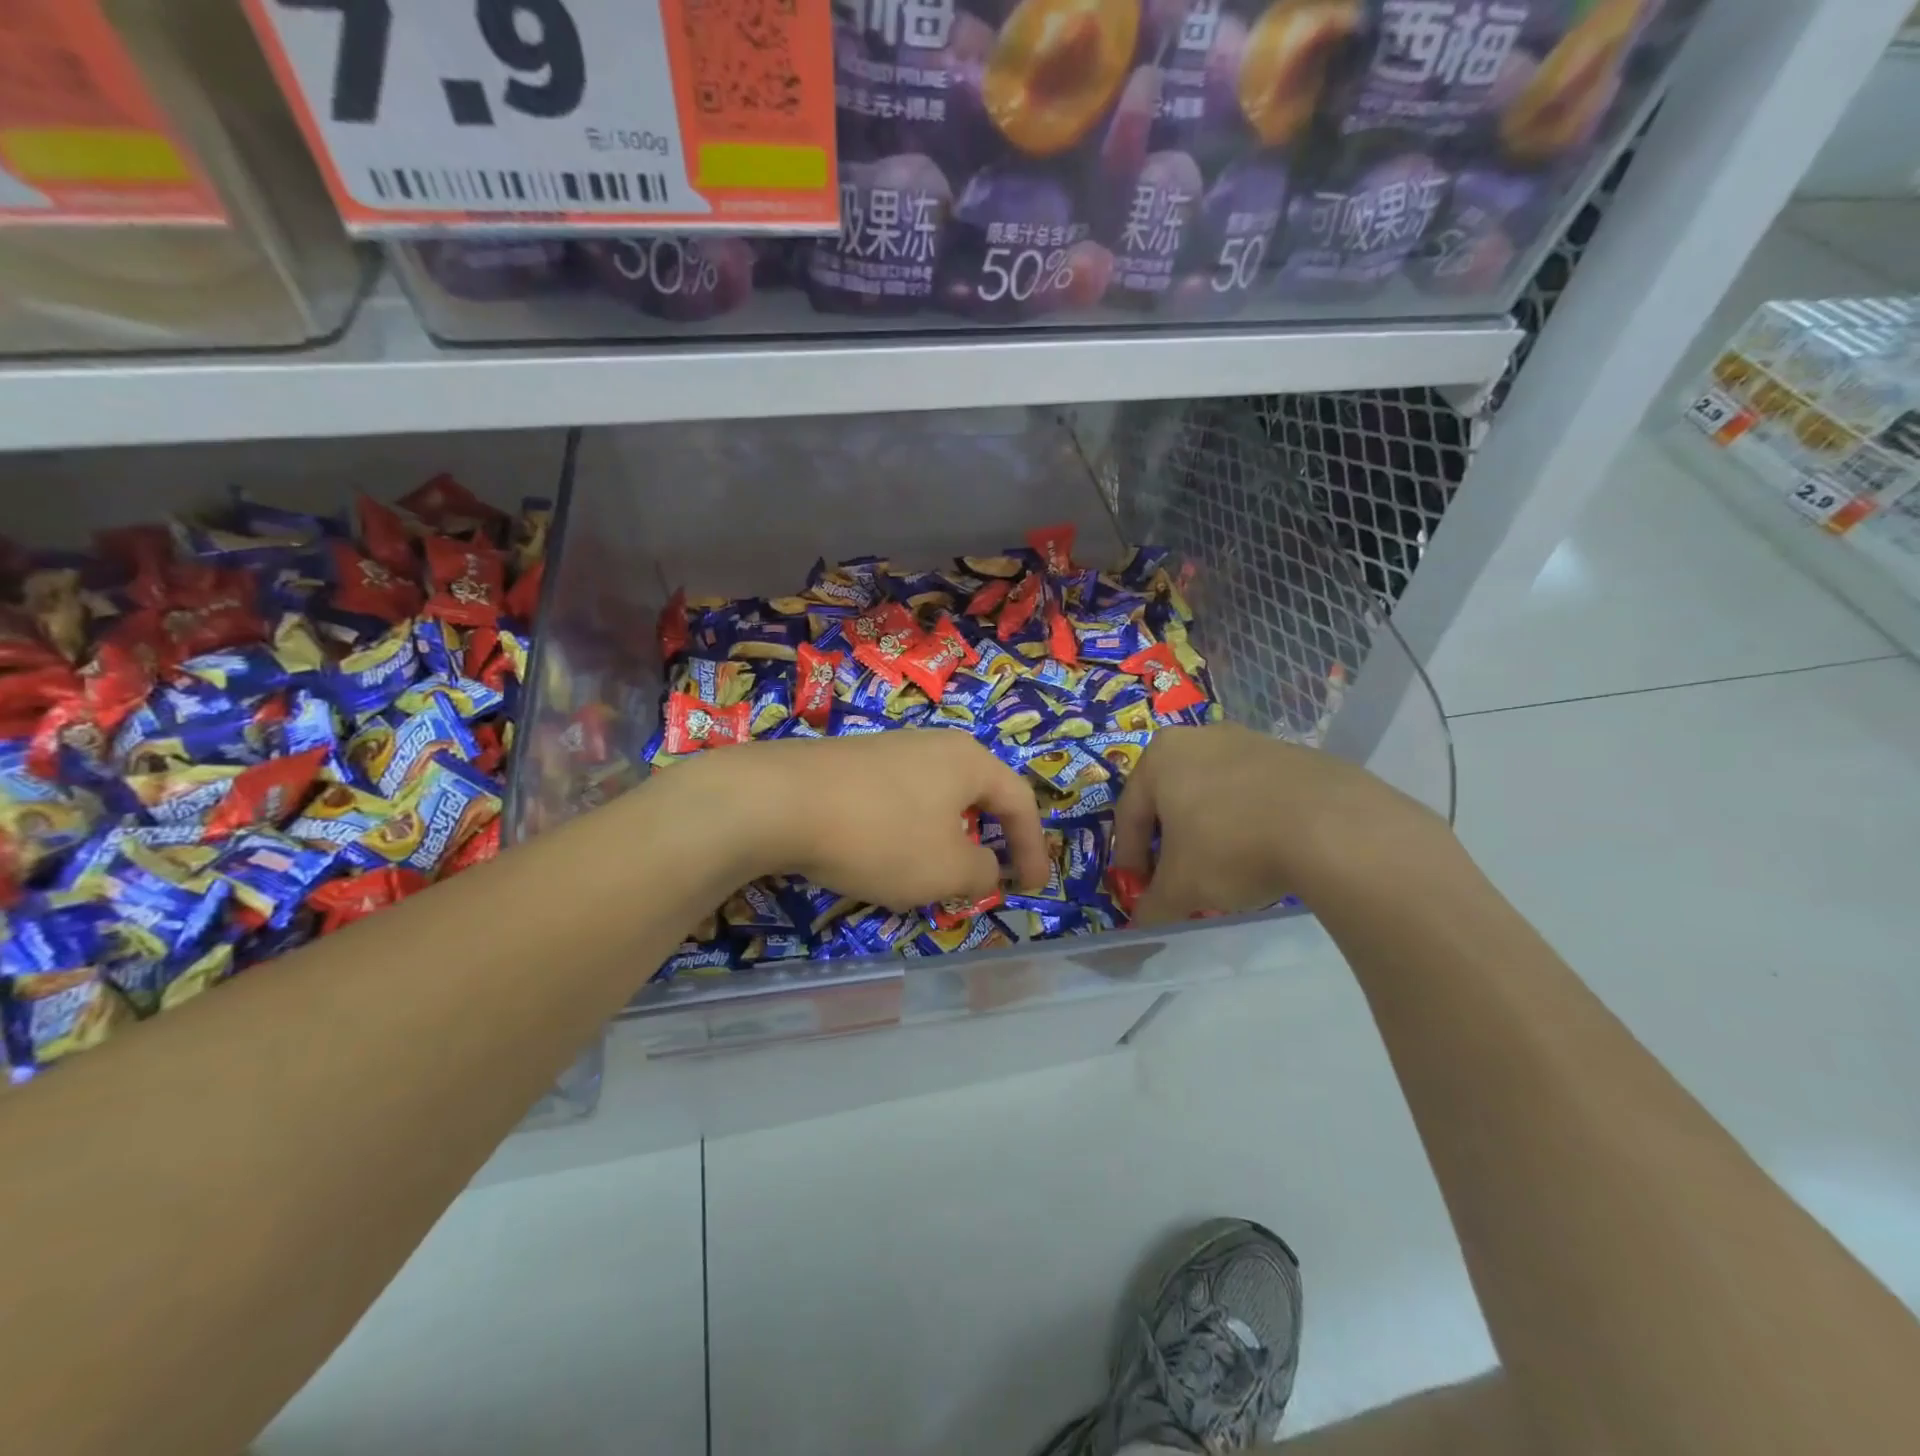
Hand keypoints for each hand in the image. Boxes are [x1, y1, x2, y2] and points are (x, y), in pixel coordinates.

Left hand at [680, 730, 1051, 911]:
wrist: (778, 801)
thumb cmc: (881, 834)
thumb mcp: (946, 869)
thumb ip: (981, 872)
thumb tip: (984, 868)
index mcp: (969, 760)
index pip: (1019, 802)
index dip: (1032, 848)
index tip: (1034, 888)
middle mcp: (932, 745)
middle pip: (975, 796)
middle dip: (985, 841)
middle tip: (985, 878)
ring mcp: (886, 750)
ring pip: (932, 801)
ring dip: (941, 841)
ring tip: (930, 877)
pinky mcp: (848, 764)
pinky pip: (894, 803)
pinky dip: (902, 835)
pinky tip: (878, 859)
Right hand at [1111, 723, 1444, 925]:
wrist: (1331, 826)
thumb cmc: (1231, 847)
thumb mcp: (1181, 889)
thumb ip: (1152, 906)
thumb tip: (1141, 924)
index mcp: (1160, 757)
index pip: (1128, 813)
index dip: (1128, 858)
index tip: (1137, 890)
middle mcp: (1199, 737)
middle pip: (1170, 798)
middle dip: (1169, 842)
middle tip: (1176, 879)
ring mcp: (1249, 740)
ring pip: (1212, 792)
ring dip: (1208, 831)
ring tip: (1222, 869)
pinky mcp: (1291, 754)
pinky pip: (1252, 792)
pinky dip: (1247, 821)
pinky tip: (1263, 851)